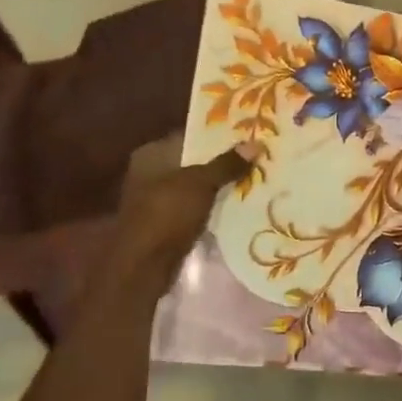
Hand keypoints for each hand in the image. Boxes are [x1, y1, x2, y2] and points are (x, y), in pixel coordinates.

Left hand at [106, 138, 250, 291]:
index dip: (218, 135)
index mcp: (152, 154)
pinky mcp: (165, 223)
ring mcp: (156, 199)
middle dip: (222, 162)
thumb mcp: (200, 183)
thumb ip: (226, 164)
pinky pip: (194, 208)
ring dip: (219, 186)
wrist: (143, 265)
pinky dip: (211, 207)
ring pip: (195, 187)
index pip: (190, 136)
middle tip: (257, 157)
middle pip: (193, 162)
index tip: (248, 135)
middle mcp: (150, 172)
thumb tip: (256, 143)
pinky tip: (237, 206)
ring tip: (254, 179)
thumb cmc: (167, 214)